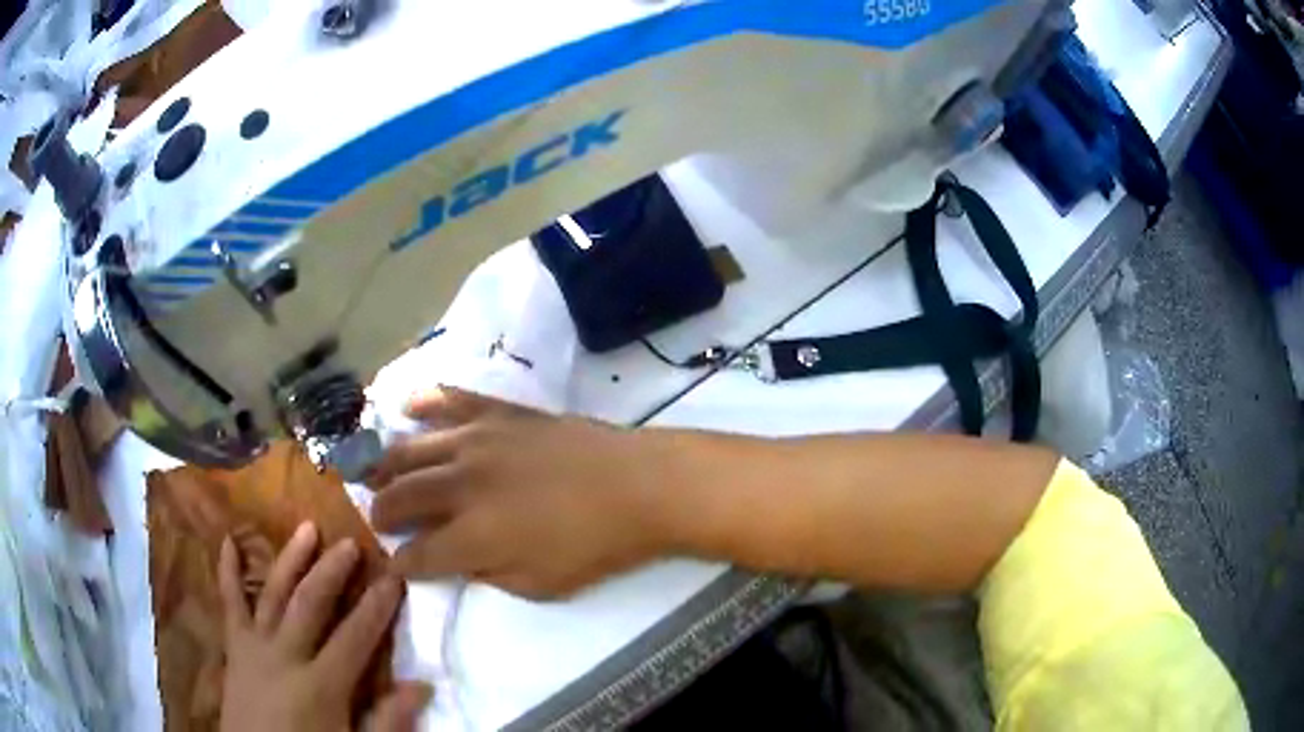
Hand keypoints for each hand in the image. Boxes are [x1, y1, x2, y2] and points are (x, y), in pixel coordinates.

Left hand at [219, 522, 431, 731]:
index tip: (394, 577)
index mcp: (321, 685)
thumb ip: (388, 721)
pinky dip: (227, 571)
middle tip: (351, 542)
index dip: (377, 607)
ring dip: (291, 559)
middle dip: (333, 571)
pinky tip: (227, 540)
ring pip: (273, 593)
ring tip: (307, 528)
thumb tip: (423, 685)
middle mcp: (285, 655)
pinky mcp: (234, 646)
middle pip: (311, 603)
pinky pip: (229, 604)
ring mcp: (255, 646)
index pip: (355, 637)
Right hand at [367, 389, 672, 599]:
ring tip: (374, 469)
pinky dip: (424, 401)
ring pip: (413, 448)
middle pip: (403, 496)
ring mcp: (477, 441)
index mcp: (473, 535)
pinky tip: (405, 405)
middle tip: (376, 517)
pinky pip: (451, 400)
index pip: (419, 554)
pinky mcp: (500, 413)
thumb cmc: (595, 545)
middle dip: (381, 511)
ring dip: (386, 461)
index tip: (395, 565)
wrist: (638, 485)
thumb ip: (489, 574)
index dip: (402, 563)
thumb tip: (460, 559)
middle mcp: (462, 484)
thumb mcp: (540, 584)